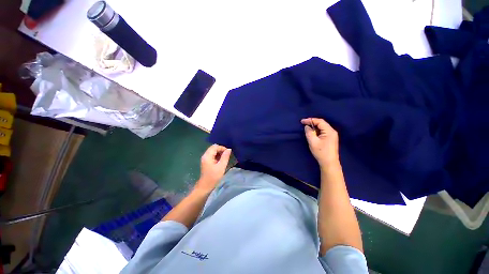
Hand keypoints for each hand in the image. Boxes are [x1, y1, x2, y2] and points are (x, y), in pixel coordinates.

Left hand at [196, 144, 231, 192]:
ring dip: (219, 153)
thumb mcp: (221, 166)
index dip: (222, 148)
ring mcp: (205, 159)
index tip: (228, 153)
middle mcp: (205, 156)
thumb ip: (225, 157)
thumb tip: (229, 149)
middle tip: (227, 155)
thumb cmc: (213, 177)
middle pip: (213, 148)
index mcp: (207, 156)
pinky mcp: (206, 162)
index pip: (215, 146)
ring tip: (225, 158)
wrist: (205, 187)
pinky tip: (221, 161)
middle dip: (221, 150)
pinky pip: (212, 155)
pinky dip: (217, 156)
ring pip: (213, 151)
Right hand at [301, 118, 339, 167]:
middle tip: (303, 123)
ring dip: (314, 127)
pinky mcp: (330, 139)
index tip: (302, 121)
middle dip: (312, 123)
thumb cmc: (321, 152)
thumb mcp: (313, 142)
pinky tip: (312, 133)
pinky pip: (323, 131)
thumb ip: (309, 132)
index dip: (310, 120)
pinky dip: (317, 131)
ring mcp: (332, 135)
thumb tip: (307, 126)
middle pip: (322, 123)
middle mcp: (332, 131)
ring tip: (307, 128)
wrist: (329, 163)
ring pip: (322, 127)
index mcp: (329, 131)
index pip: (320, 121)